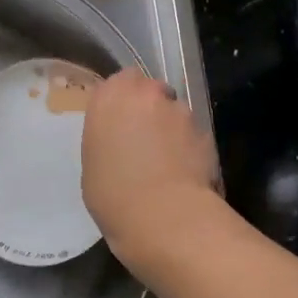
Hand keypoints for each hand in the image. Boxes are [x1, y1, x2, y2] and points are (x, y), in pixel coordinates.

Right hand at [81, 69, 221, 266]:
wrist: (162, 216)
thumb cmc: (111, 194)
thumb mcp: (92, 162)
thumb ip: (107, 137)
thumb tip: (121, 139)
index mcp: (110, 97)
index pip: (120, 81)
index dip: (123, 99)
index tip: (119, 121)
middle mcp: (146, 94)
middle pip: (150, 91)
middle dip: (149, 109)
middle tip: (142, 139)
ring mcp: (179, 111)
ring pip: (174, 111)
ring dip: (170, 128)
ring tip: (166, 160)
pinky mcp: (205, 132)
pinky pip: (192, 134)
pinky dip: (188, 146)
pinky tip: (183, 172)